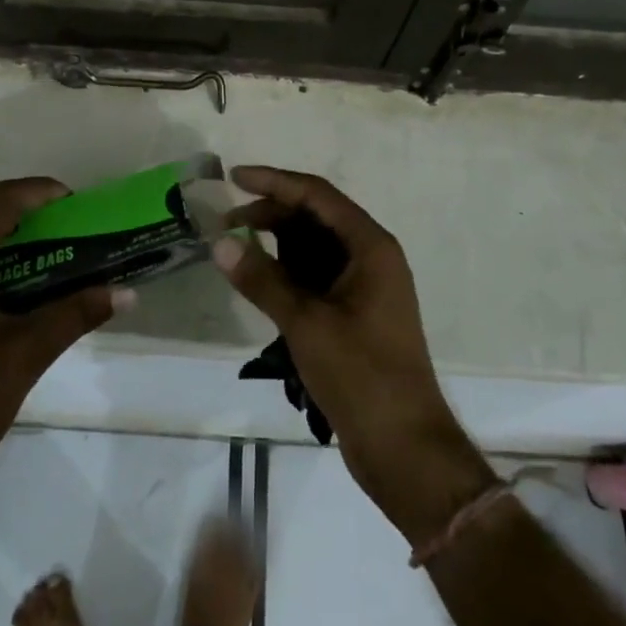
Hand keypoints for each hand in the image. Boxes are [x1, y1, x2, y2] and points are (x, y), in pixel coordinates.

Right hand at [212, 166, 495, 545]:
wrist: (404, 448)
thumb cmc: (362, 376)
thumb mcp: (306, 323)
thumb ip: (262, 279)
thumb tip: (220, 243)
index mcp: (371, 247)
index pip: (318, 195)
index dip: (275, 181)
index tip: (233, 177)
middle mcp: (371, 258)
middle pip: (316, 218)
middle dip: (271, 213)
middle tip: (224, 223)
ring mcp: (364, 287)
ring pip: (314, 248)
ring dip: (276, 243)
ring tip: (234, 249)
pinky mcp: (354, 313)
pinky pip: (316, 276)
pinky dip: (286, 271)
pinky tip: (258, 279)